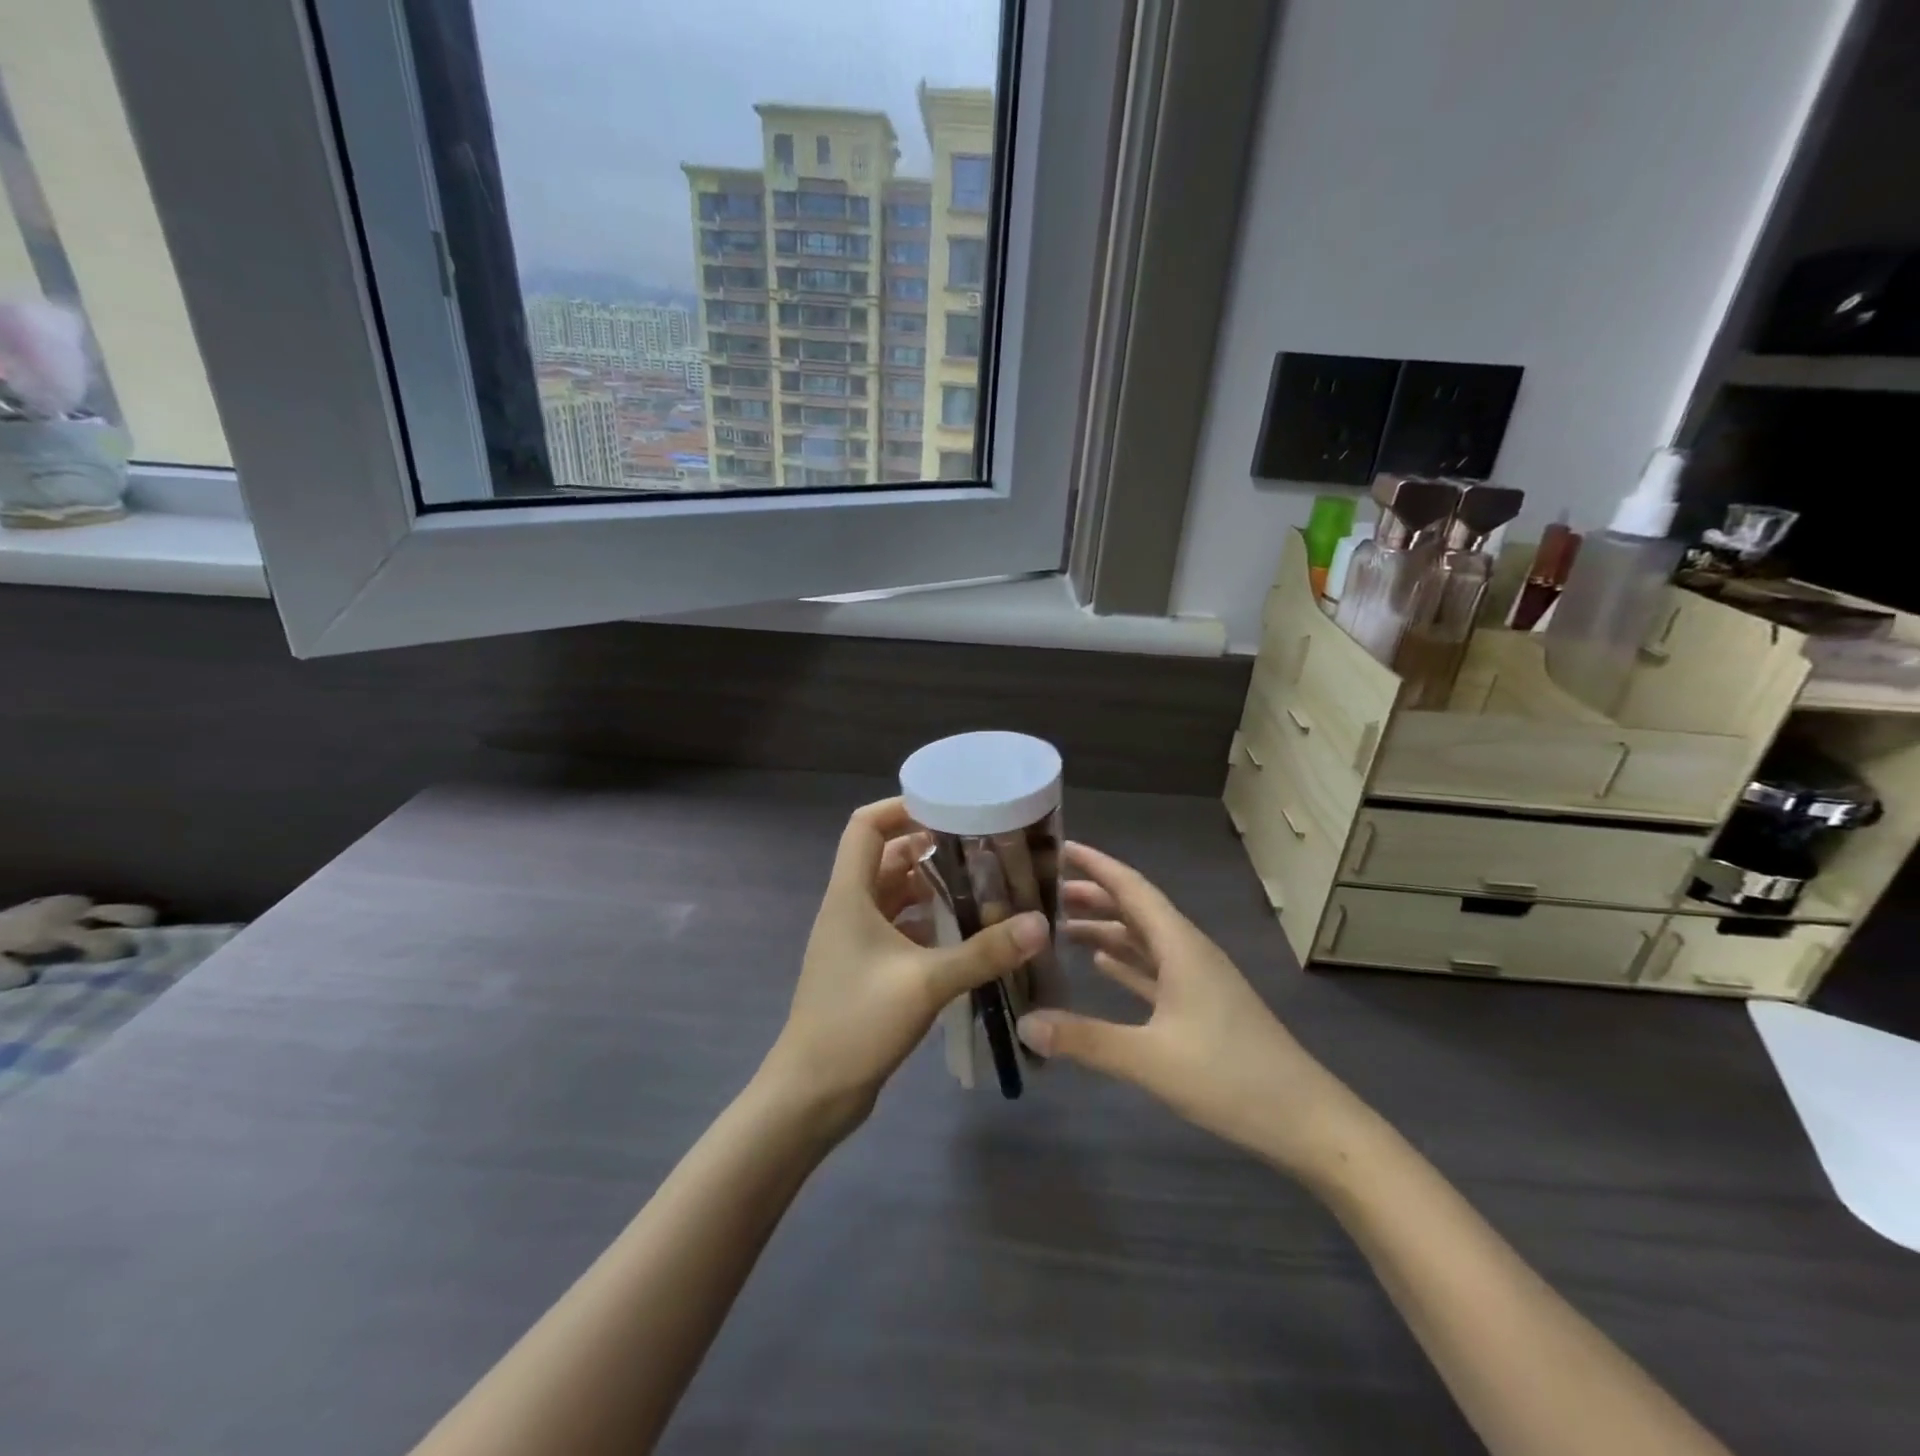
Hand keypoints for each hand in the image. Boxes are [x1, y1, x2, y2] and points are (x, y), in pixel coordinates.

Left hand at [760, 798, 1048, 1137]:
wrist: (811, 1093)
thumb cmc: (857, 1023)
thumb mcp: (925, 983)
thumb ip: (983, 952)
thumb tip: (1040, 924)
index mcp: (849, 895)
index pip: (866, 826)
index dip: (901, 808)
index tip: (948, 808)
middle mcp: (849, 909)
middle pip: (886, 858)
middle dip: (930, 849)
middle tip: (981, 849)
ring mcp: (854, 941)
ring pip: (895, 896)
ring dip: (932, 889)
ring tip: (982, 888)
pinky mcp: (865, 969)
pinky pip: (899, 930)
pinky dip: (928, 925)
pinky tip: (965, 936)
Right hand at [1015, 841, 1359, 1177]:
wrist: (1305, 1121)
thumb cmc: (1230, 1077)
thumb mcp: (1150, 1059)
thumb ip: (1085, 1039)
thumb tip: (1024, 1023)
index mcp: (1180, 946)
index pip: (1132, 888)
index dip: (1097, 865)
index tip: (1059, 847)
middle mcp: (1188, 951)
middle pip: (1135, 909)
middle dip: (1094, 895)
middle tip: (1045, 890)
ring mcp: (1198, 979)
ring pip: (1144, 939)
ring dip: (1107, 928)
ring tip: (1061, 925)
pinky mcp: (1202, 1006)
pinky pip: (1154, 969)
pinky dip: (1126, 961)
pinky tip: (1102, 964)